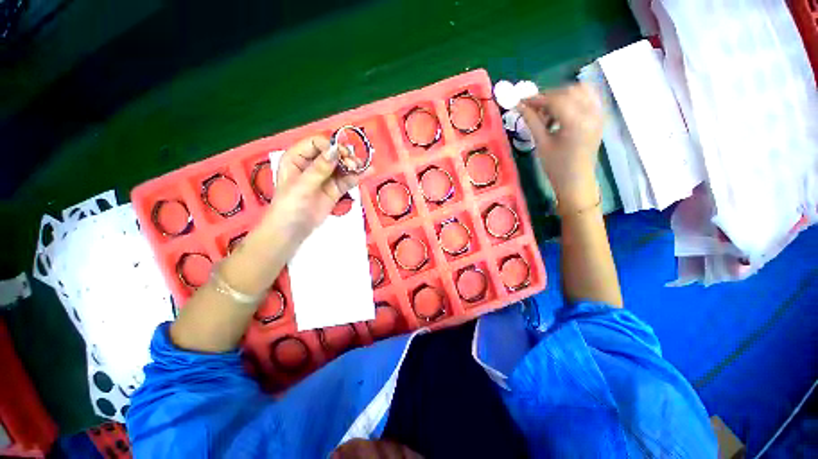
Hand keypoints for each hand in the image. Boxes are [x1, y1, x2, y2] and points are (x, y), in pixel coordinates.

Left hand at [261, 136, 360, 243]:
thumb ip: (319, 169)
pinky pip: (347, 180)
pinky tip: (367, 173)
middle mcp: (312, 165)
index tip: (341, 154)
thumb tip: (334, 151)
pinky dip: (357, 176)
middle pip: (332, 153)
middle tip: (353, 163)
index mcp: (297, 158)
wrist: (293, 230)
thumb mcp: (302, 186)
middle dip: (345, 156)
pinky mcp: (335, 189)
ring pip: (342, 166)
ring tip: (362, 168)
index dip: (330, 146)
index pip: (316, 143)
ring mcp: (325, 177)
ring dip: (353, 166)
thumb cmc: (288, 206)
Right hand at [518, 83, 603, 213]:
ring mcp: (598, 114)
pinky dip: (574, 98)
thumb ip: (532, 121)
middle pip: (569, 91)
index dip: (536, 98)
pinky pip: (589, 97)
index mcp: (576, 122)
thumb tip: (519, 106)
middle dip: (549, 96)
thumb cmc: (556, 167)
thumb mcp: (541, 144)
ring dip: (562, 95)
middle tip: (534, 108)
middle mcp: (592, 113)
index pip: (555, 99)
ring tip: (548, 111)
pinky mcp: (599, 117)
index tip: (521, 102)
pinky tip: (562, 112)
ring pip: (581, 90)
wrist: (576, 181)